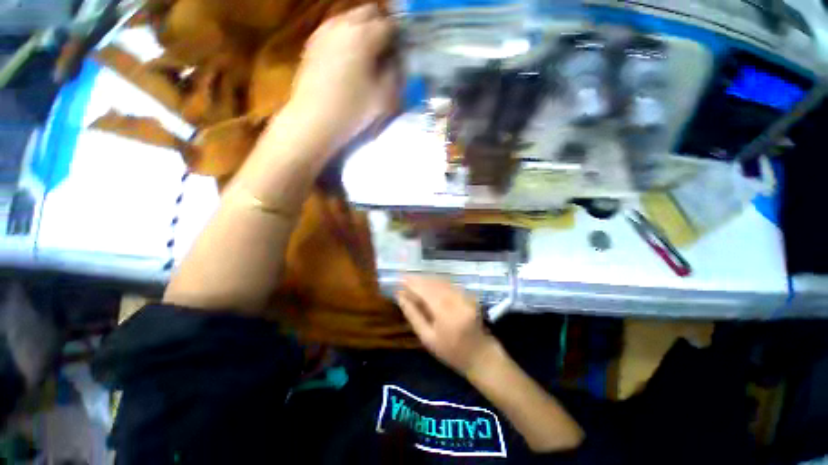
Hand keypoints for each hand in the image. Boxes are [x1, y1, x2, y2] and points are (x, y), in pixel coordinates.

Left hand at [289, 4, 398, 155]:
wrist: (313, 122)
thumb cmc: (351, 111)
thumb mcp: (383, 97)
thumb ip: (395, 73)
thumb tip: (396, 60)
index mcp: (363, 35)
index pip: (390, 25)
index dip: (399, 39)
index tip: (402, 55)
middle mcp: (342, 24)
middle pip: (369, 13)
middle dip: (381, 28)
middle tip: (386, 52)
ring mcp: (324, 31)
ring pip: (350, 18)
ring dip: (364, 31)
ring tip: (368, 56)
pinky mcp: (313, 43)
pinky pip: (336, 29)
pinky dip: (347, 37)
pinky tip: (349, 59)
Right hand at [397, 276, 500, 376]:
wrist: (480, 355)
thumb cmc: (451, 352)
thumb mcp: (427, 338)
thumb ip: (413, 315)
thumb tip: (400, 296)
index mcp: (446, 313)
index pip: (426, 291)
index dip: (412, 283)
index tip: (400, 279)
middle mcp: (457, 300)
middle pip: (434, 283)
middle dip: (418, 279)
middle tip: (405, 278)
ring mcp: (465, 296)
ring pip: (442, 281)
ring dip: (427, 279)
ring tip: (414, 280)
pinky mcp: (469, 295)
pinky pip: (450, 284)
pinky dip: (437, 282)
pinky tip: (429, 284)